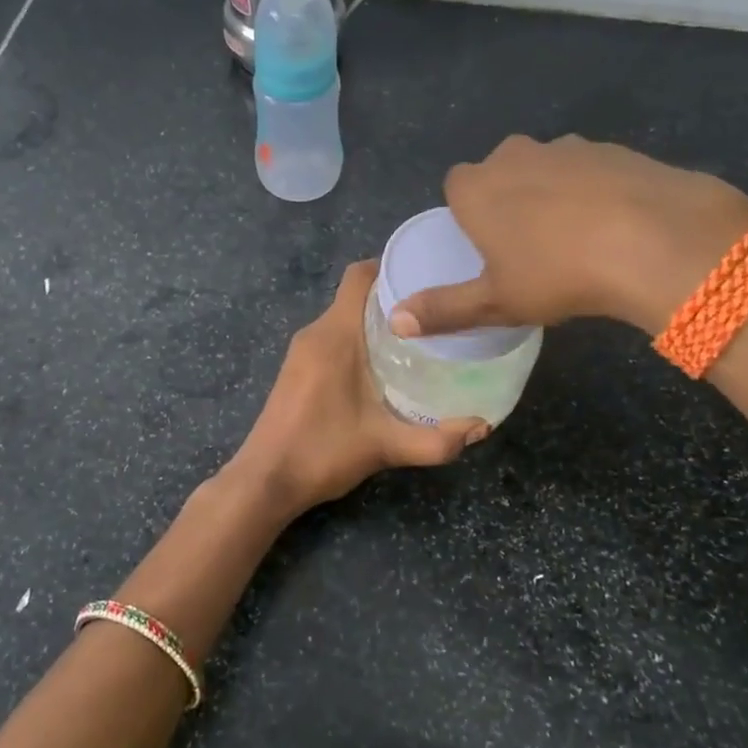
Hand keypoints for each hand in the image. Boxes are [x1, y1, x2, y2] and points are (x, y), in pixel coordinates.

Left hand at [230, 261, 486, 513]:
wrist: (266, 481)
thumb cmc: (323, 453)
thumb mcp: (386, 446)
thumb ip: (437, 440)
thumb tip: (482, 428)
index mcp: (334, 335)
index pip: (359, 275)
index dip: (391, 266)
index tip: (428, 276)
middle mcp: (314, 333)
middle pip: (355, 295)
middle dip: (394, 297)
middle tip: (436, 310)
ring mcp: (301, 351)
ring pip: (343, 317)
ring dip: (376, 321)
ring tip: (418, 337)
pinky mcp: (296, 368)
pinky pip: (332, 337)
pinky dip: (358, 338)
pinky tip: (385, 365)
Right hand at [390, 134, 747, 338]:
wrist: (653, 240)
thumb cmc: (557, 274)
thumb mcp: (496, 302)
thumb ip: (443, 309)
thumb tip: (395, 322)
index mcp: (477, 188)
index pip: (456, 186)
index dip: (468, 213)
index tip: (486, 246)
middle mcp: (514, 155)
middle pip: (499, 172)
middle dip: (507, 199)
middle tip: (528, 246)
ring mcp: (565, 147)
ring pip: (545, 168)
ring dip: (550, 193)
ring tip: (574, 238)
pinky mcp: (612, 148)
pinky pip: (589, 169)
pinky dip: (593, 190)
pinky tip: (614, 225)